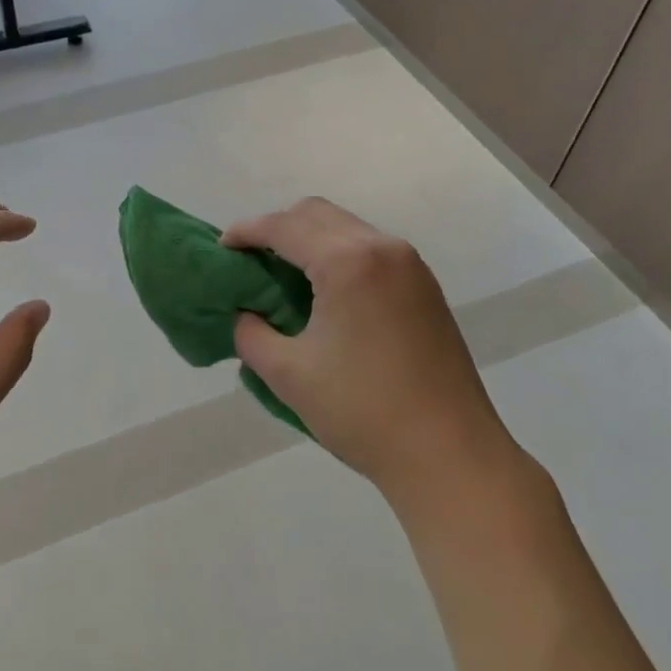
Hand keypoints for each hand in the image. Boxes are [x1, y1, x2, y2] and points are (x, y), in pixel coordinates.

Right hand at [223, 198, 523, 505]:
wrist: (450, 456)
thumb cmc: (362, 412)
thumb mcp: (288, 374)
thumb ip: (250, 333)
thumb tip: (243, 314)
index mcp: (348, 262)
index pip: (284, 226)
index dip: (245, 231)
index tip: (220, 248)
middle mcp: (383, 248)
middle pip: (317, 214)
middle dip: (277, 227)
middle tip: (250, 260)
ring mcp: (411, 266)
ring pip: (346, 228)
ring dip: (309, 239)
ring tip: (282, 276)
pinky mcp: (424, 288)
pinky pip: (369, 249)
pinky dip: (337, 255)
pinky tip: (324, 292)